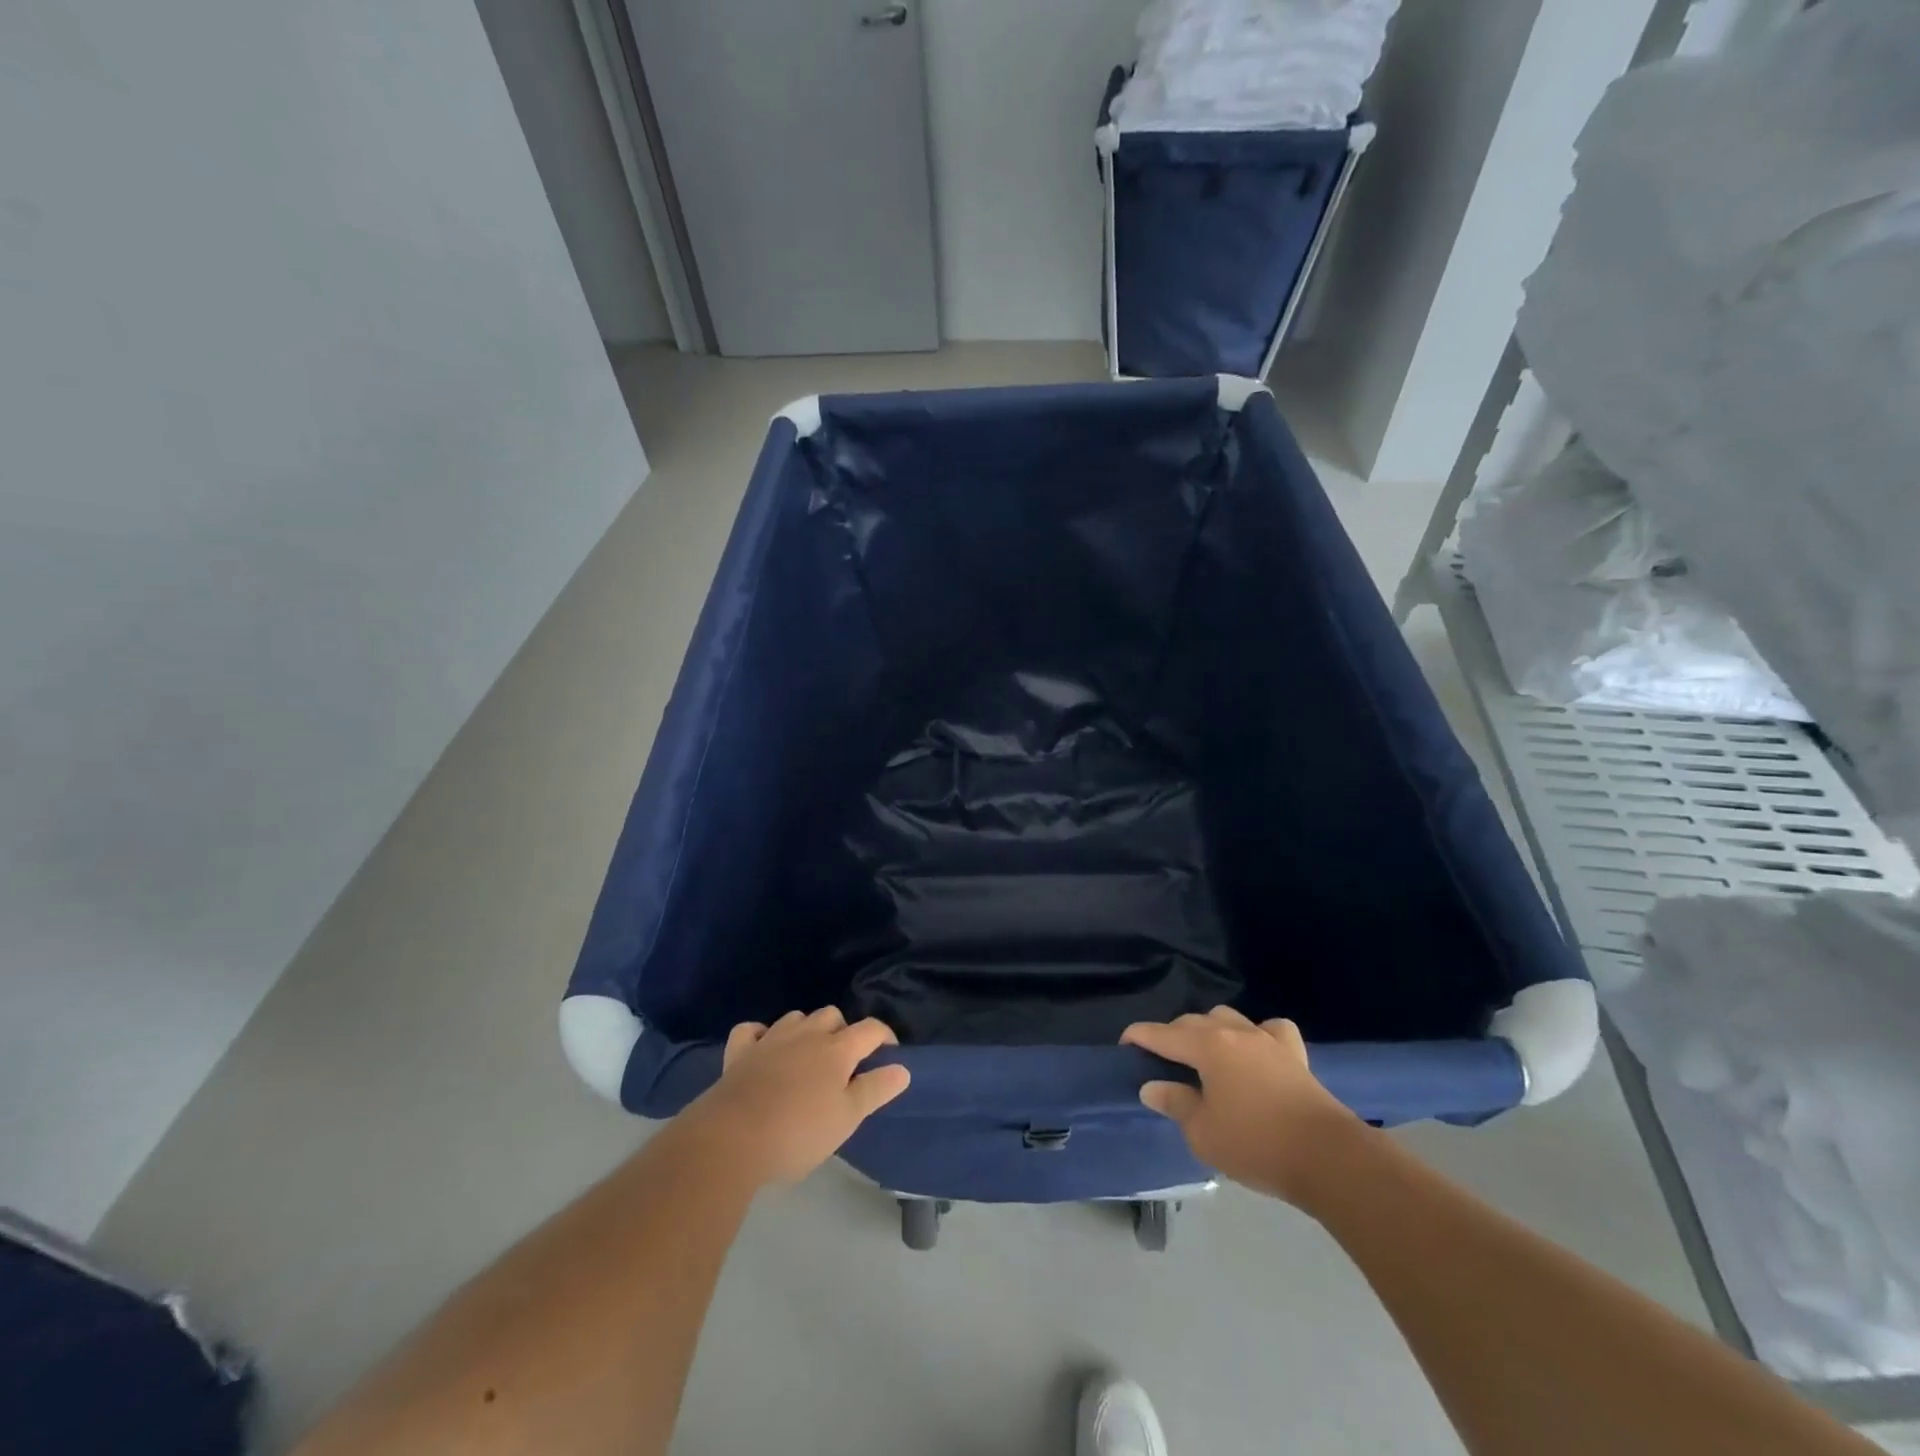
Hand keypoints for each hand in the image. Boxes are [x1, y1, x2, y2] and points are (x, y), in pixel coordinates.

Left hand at [681, 1008, 910, 1186]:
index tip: (889, 1055)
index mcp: (837, 1050)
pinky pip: (752, 1030)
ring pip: (796, 1018)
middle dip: (843, 1031)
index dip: (885, 1037)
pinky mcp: (739, 1052)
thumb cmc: (798, 1133)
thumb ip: (875, 1090)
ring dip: (807, 1030)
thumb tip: (902, 1068)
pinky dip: (761, 1035)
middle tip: (845, 1063)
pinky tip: (764, 1049)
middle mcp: (806, 1034)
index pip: (870, 1029)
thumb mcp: (846, 1118)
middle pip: (832, 1016)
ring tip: (808, 1057)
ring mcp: (770, 1039)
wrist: (731, 1140)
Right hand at [1121, 1007, 1362, 1204]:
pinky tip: (1256, 1050)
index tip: (1124, 1043)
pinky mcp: (1294, 1054)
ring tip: (1204, 1054)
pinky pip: (1270, 1030)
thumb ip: (1175, 1103)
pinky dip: (1257, 1034)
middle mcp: (1234, 1032)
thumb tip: (1152, 1086)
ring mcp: (1267, 1040)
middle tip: (1161, 1059)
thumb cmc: (1256, 1145)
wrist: (1328, 1158)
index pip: (1162, 1034)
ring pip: (1228, 1018)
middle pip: (1193, 1022)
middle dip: (1172, 1035)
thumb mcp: (1203, 1133)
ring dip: (1209, 1030)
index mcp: (1207, 1046)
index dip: (1139, 1036)